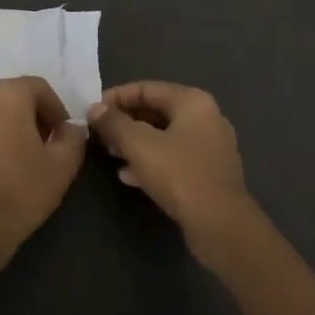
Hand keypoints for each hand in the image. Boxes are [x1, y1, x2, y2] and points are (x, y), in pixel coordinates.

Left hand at [0, 76, 87, 264]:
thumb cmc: (21, 191)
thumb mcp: (62, 167)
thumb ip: (73, 138)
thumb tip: (72, 127)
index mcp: (8, 95)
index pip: (38, 87)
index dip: (54, 108)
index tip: (61, 135)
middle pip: (8, 96)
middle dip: (26, 115)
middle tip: (38, 144)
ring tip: (9, 159)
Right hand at [88, 81, 254, 257]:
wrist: (221, 226)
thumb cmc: (179, 174)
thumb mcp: (138, 145)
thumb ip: (114, 123)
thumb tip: (95, 108)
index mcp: (193, 102)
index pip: (147, 88)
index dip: (116, 97)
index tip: (93, 110)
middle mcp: (206, 118)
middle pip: (156, 111)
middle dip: (125, 122)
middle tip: (99, 133)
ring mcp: (210, 148)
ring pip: (164, 137)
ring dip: (135, 143)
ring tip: (109, 153)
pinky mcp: (209, 175)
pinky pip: (174, 159)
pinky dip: (151, 162)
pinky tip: (128, 176)